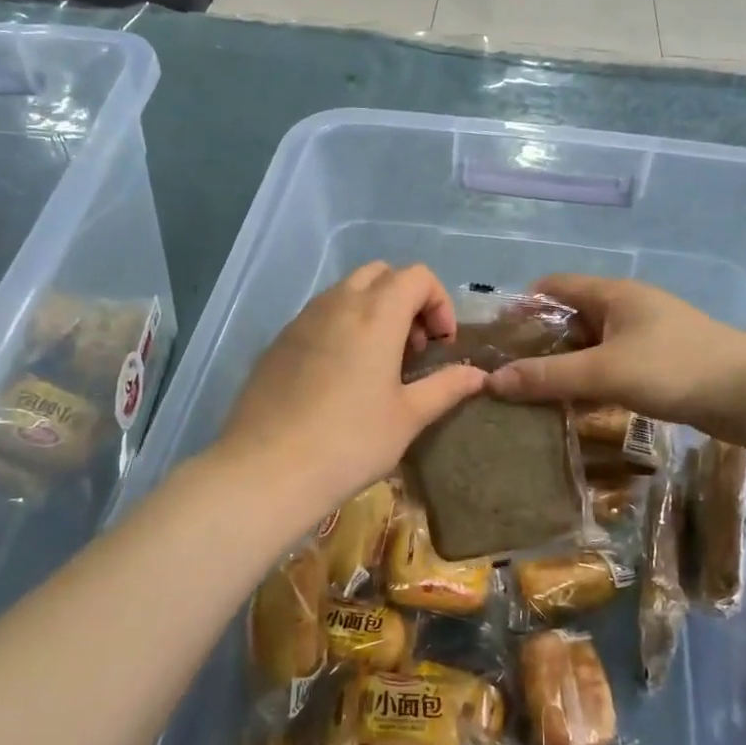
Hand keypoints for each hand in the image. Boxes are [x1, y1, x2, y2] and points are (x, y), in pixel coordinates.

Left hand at [215, 263, 486, 517]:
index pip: (417, 276)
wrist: (267, 470)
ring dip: (373, 312)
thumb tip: (478, 375)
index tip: (441, 346)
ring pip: (347, 292)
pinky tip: (340, 377)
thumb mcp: (408, 417)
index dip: (439, 303)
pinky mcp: (278, 341)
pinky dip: (342, 328)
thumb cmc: (350, 442)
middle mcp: (337, 303)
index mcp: (375, 314)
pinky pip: (319, 316)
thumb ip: (446, 387)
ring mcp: (302, 319)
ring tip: (378, 365)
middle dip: (406, 301)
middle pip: (381, 274)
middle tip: (412, 350)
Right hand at [486, 275, 745, 443]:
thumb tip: (492, 382)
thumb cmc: (676, 368)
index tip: (495, 336)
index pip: (554, 286)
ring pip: (593, 346)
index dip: (522, 305)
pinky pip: (613, 366)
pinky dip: (592, 381)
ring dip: (566, 366)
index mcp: (614, 294)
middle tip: (507, 373)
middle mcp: (628, 308)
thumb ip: (549, 377)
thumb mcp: (606, 372)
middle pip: (571, 317)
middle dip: (539, 342)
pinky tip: (577, 406)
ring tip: (533, 393)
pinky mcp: (662, 364)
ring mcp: (648, 336)